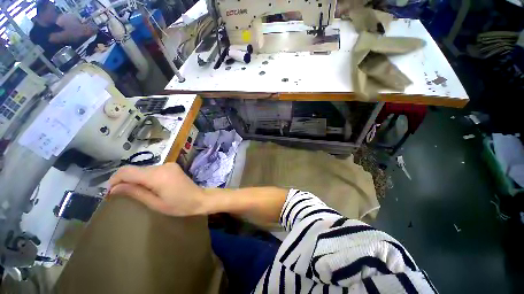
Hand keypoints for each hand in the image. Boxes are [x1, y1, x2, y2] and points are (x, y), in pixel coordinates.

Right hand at [109, 163, 207, 216]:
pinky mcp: (172, 166)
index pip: (128, 171)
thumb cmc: (179, 205)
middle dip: (124, 180)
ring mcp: (169, 165)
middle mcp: (163, 166)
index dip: (115, 179)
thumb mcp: (155, 203)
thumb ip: (135, 193)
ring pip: (144, 169)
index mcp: (158, 175)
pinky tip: (148, 187)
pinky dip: (146, 177)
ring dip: (136, 179)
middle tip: (119, 194)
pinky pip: (153, 170)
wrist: (200, 198)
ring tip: (133, 192)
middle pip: (136, 169)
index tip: (109, 192)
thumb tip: (114, 188)